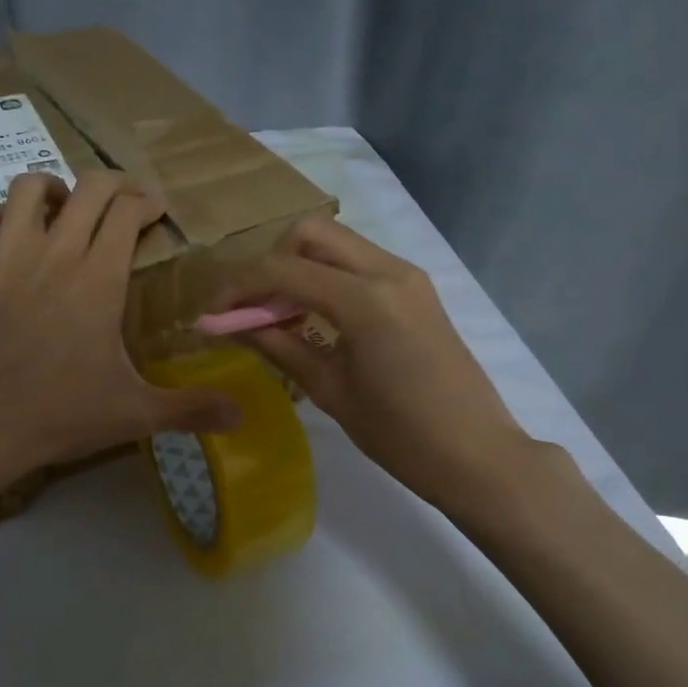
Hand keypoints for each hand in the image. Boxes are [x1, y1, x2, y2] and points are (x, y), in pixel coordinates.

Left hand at [0, 172, 240, 481]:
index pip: (126, 213)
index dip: (146, 201)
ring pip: (28, 189)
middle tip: (123, 202)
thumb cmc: (57, 415)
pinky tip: (8, 233)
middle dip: (112, 184)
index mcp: (98, 278)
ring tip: (64, 209)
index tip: (156, 210)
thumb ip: (189, 409)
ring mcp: (3, 257)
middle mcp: (53, 253)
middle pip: (87, 188)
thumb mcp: (133, 414)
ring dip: (54, 190)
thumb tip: (242, 417)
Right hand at [220, 216, 536, 507]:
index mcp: (365, 300)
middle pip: (310, 233)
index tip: (212, 312)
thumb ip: (280, 346)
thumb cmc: (399, 434)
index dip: (239, 287)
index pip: (284, 270)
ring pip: (335, 243)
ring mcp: (407, 275)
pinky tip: (314, 317)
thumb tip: (234, 325)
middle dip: (269, 262)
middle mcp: (388, 271)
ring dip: (297, 266)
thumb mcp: (330, 390)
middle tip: (252, 307)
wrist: (475, 452)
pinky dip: (326, 276)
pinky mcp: (415, 288)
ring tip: (278, 315)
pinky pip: (358, 263)